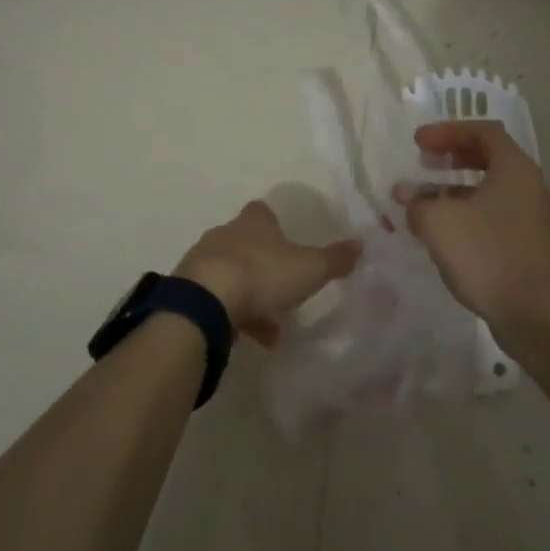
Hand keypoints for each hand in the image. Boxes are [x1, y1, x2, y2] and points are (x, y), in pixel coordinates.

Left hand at [175, 200, 359, 344]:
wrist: (205, 300)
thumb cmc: (262, 274)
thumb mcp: (309, 269)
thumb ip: (334, 258)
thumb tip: (361, 243)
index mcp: (254, 222)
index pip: (263, 212)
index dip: (274, 225)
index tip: (287, 242)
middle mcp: (225, 234)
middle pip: (245, 243)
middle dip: (263, 265)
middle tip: (283, 291)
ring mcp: (203, 260)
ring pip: (230, 273)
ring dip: (248, 295)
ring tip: (270, 329)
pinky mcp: (188, 289)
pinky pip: (215, 298)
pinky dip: (231, 314)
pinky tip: (246, 338)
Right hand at [393, 120, 549, 334]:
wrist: (533, 314)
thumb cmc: (485, 254)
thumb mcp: (438, 221)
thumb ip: (417, 201)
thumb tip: (408, 195)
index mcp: (515, 169)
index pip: (483, 131)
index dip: (447, 131)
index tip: (418, 143)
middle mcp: (531, 186)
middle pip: (490, 157)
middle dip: (453, 156)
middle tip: (424, 162)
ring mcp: (534, 218)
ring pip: (492, 189)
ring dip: (456, 188)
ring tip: (425, 199)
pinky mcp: (531, 246)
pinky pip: (496, 215)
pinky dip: (469, 212)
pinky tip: (445, 231)